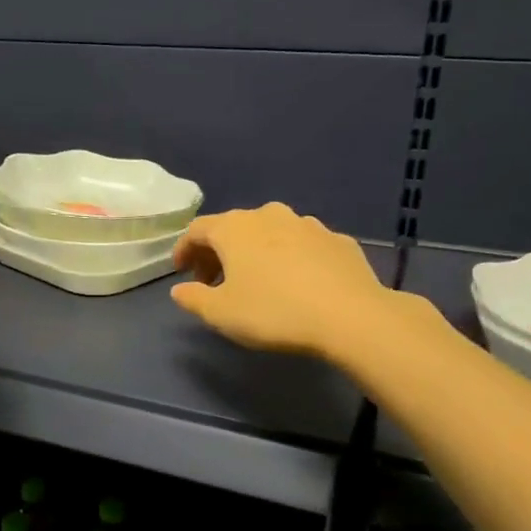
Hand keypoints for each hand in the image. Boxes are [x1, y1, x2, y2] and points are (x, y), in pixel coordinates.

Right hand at [170, 203, 390, 358]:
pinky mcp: (337, 240)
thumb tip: (180, 289)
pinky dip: (289, 257)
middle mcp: (269, 215)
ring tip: (255, 280)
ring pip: (269, 232)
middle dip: (218, 252)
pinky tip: (295, 281)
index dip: (184, 249)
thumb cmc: (274, 312)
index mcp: (235, 229)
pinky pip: (302, 244)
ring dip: (254, 252)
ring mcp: (307, 224)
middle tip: (213, 281)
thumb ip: (194, 299)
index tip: (180, 271)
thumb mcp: (221, 313)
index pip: (197, 229)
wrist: (350, 316)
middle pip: (233, 227)